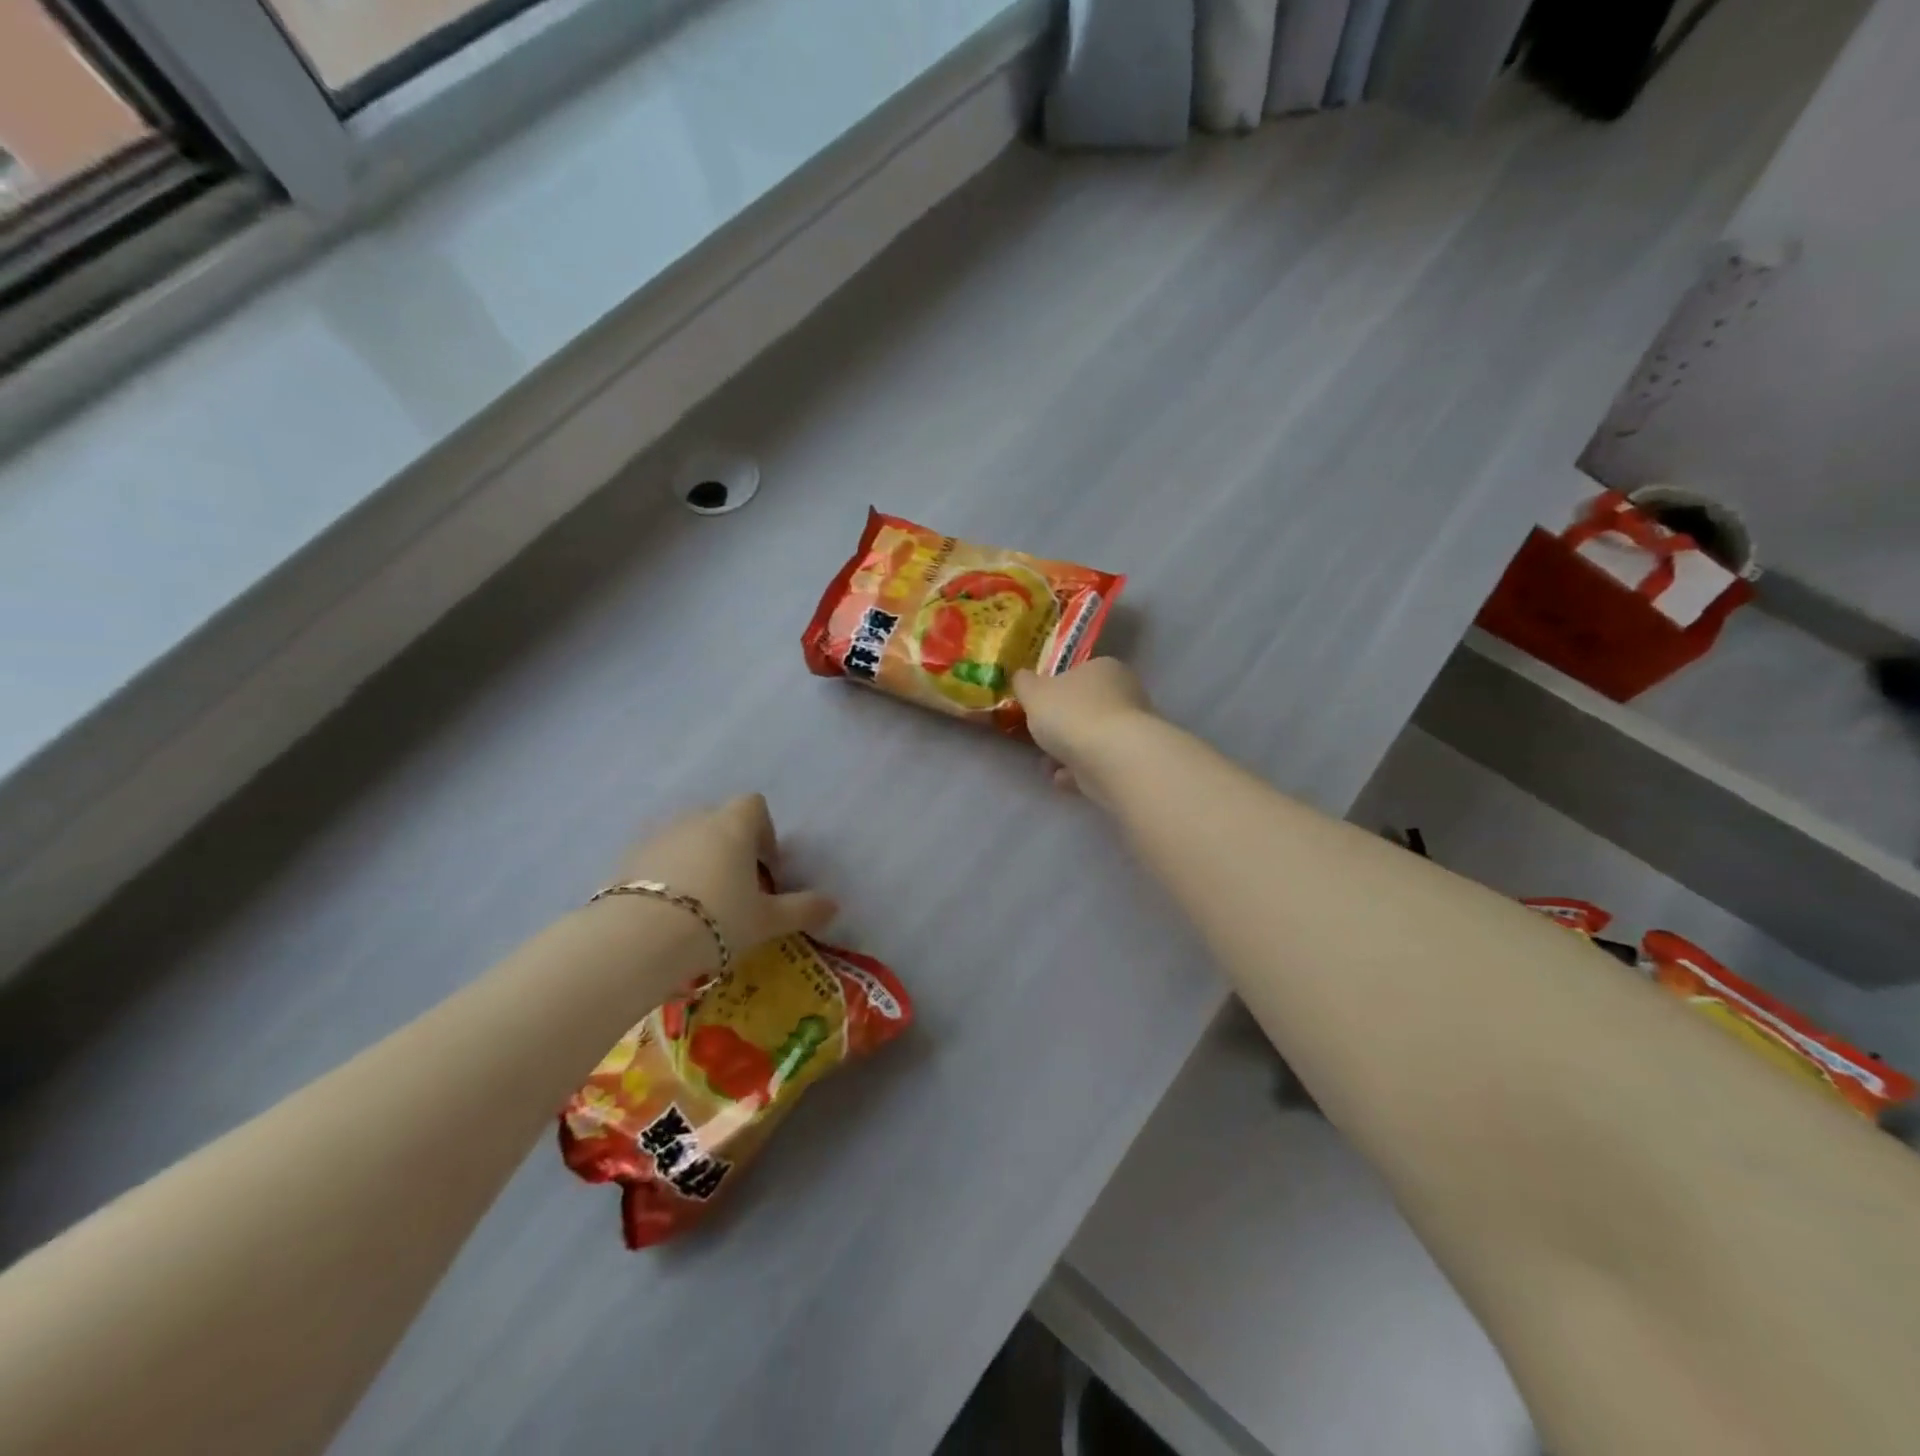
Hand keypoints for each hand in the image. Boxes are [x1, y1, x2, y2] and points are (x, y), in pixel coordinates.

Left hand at [612, 795, 836, 955]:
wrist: (638, 940)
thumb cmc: (716, 919)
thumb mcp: (766, 920)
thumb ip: (802, 909)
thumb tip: (834, 905)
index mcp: (732, 826)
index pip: (754, 805)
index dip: (764, 832)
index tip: (766, 869)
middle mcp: (694, 820)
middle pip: (718, 821)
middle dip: (730, 848)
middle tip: (735, 890)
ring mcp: (655, 837)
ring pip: (684, 839)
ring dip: (696, 861)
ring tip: (698, 904)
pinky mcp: (624, 859)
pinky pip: (654, 859)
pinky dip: (664, 876)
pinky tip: (666, 912)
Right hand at [1012, 658, 1154, 800]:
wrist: (1112, 759)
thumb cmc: (1072, 714)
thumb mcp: (1034, 692)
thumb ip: (1024, 684)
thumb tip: (1022, 678)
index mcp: (1104, 668)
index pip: (1078, 674)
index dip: (1055, 690)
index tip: (1037, 708)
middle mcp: (1125, 693)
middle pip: (1085, 708)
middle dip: (1060, 727)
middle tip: (1039, 739)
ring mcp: (1133, 729)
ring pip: (1092, 739)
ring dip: (1067, 752)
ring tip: (1046, 765)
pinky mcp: (1133, 761)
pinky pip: (1099, 763)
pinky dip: (1079, 771)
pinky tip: (1062, 779)